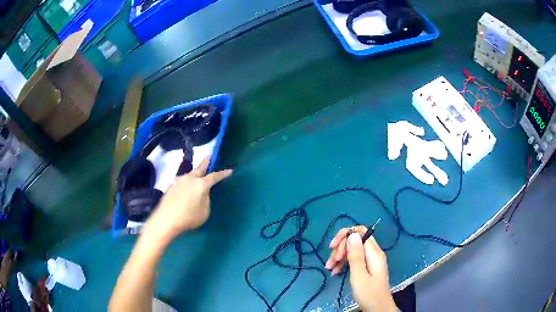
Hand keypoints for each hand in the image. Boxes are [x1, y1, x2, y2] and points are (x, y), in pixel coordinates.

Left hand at [145, 157, 232, 239]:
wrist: (166, 219)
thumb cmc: (189, 217)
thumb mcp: (205, 211)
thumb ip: (206, 199)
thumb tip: (203, 193)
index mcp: (201, 184)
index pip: (215, 176)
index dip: (223, 173)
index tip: (230, 170)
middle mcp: (190, 178)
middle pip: (200, 167)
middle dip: (206, 161)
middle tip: (210, 155)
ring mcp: (179, 181)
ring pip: (190, 175)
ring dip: (195, 175)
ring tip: (198, 178)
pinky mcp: (171, 186)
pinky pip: (183, 182)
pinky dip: (187, 183)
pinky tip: (186, 191)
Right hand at [325, 227, 396, 311]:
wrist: (378, 308)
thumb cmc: (368, 294)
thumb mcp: (359, 276)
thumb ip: (356, 255)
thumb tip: (352, 233)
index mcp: (374, 253)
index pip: (360, 232)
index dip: (345, 236)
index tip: (333, 248)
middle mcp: (373, 253)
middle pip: (355, 240)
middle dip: (341, 248)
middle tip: (331, 262)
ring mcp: (371, 260)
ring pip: (353, 250)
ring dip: (340, 256)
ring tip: (330, 268)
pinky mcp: (368, 267)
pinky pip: (355, 259)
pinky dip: (344, 263)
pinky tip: (335, 272)